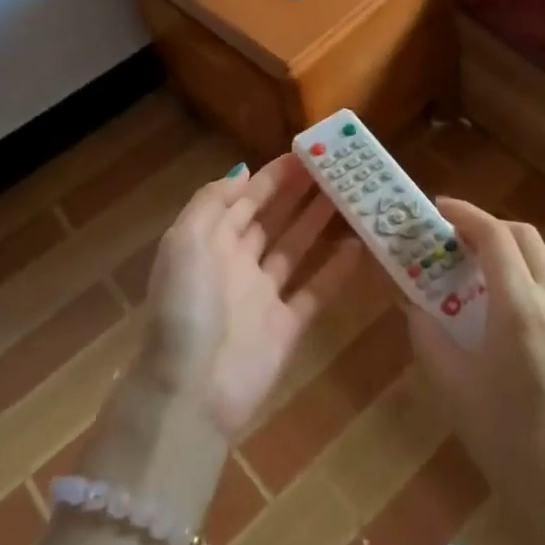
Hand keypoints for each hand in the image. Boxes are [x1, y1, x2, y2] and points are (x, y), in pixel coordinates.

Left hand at [137, 154, 364, 438]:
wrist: (191, 391)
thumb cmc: (187, 306)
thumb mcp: (185, 241)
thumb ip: (212, 201)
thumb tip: (242, 170)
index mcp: (210, 243)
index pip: (245, 200)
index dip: (272, 177)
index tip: (304, 154)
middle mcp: (237, 264)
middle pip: (272, 220)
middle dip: (299, 194)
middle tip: (334, 169)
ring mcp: (263, 296)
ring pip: (295, 249)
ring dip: (318, 223)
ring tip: (350, 196)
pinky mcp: (287, 327)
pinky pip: (315, 291)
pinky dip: (336, 270)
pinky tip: (358, 246)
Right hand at [407, 199, 544, 544]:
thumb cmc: (512, 444)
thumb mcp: (455, 391)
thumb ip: (428, 337)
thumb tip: (412, 304)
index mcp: (520, 310)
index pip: (494, 237)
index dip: (466, 215)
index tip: (440, 209)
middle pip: (525, 236)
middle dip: (489, 228)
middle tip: (458, 242)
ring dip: (518, 248)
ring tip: (490, 270)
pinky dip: (542, 272)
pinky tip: (524, 304)